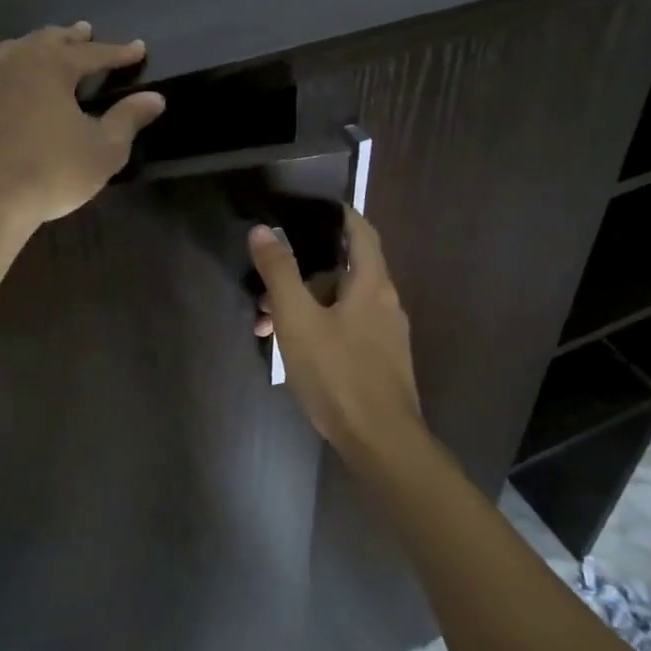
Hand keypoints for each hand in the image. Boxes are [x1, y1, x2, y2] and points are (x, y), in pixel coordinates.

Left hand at [0, 23, 164, 229]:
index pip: (93, 54)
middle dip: (70, 37)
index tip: (137, 48)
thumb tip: (155, 97)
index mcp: (52, 68)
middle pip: (46, 41)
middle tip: (84, 31)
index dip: (118, 52)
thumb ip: (128, 119)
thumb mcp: (103, 151)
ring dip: (29, 46)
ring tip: (39, 46)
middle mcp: (12, 61)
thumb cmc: (50, 174)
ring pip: (7, 50)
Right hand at [248, 210, 424, 466]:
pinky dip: (320, 328)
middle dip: (303, 273)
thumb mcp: (298, 320)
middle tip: (266, 285)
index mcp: (372, 283)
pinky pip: (348, 329)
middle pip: (344, 271)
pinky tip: (293, 352)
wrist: (381, 442)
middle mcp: (386, 302)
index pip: (361, 231)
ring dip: (305, 306)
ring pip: (341, 304)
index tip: (310, 208)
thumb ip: (280, 273)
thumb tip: (263, 230)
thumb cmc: (338, 374)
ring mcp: (387, 335)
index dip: (339, 215)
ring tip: (266, 327)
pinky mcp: (381, 362)